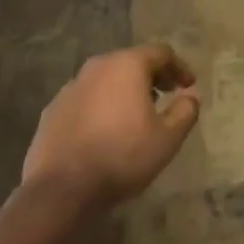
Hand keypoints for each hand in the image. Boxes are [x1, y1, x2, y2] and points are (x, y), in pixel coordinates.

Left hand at [19, 43, 201, 210]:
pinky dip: (100, 106)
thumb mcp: (167, 138)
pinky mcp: (52, 110)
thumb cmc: (122, 156)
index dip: (179, 67)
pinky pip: (85, 99)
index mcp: (127, 65)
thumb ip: (185, 111)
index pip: (161, 53)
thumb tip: (191, 96)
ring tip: (135, 114)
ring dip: (124, 91)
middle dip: (152, 77)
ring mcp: (71, 87)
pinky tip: (104, 131)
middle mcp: (98, 66)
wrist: (61, 190)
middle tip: (165, 96)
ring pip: (106, 80)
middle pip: (131, 62)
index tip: (189, 85)